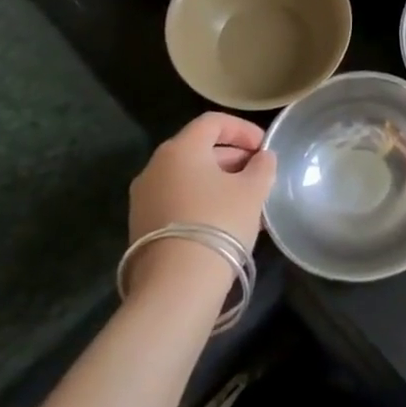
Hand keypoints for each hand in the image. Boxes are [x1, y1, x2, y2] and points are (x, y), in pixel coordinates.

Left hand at [128, 113, 276, 253]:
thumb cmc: (219, 223)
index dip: (243, 129)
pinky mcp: (141, 225)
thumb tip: (262, 158)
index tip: (264, 147)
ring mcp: (143, 197)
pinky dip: (201, 200)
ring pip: (188, 177)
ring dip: (218, 182)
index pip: (213, 122)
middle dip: (232, 157)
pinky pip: (177, 199)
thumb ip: (262, 167)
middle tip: (258, 174)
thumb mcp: (253, 191)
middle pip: (198, 149)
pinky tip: (225, 221)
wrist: (176, 285)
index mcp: (181, 149)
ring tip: (247, 201)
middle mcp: (155, 167)